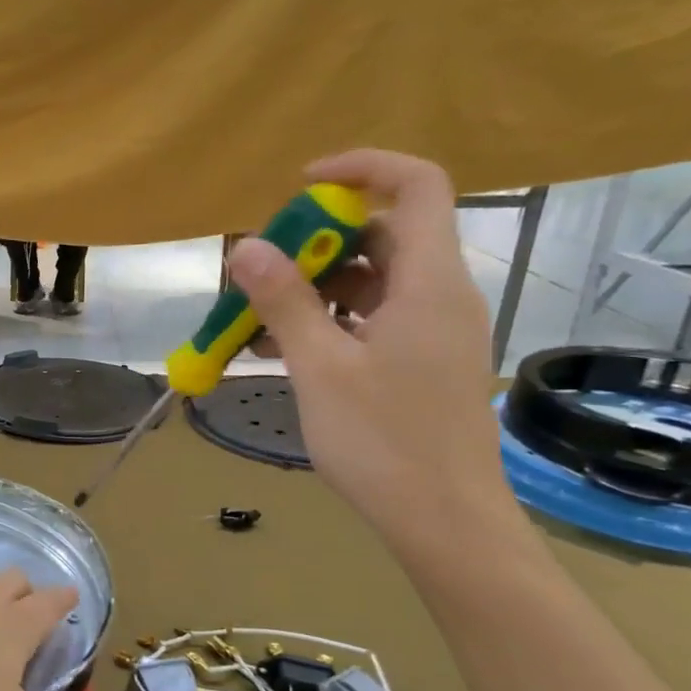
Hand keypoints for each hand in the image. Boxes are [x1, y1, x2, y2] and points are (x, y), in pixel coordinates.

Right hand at [229, 150, 514, 549]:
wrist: (443, 521)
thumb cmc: (383, 441)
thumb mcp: (320, 367)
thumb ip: (284, 301)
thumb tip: (246, 245)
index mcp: (429, 283)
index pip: (416, 186)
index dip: (362, 170)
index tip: (302, 187)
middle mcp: (440, 295)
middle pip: (385, 233)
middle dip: (319, 239)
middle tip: (263, 268)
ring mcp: (433, 331)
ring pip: (375, 280)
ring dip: (316, 286)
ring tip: (258, 316)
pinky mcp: (422, 361)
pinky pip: (375, 318)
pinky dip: (331, 319)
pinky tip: (283, 347)